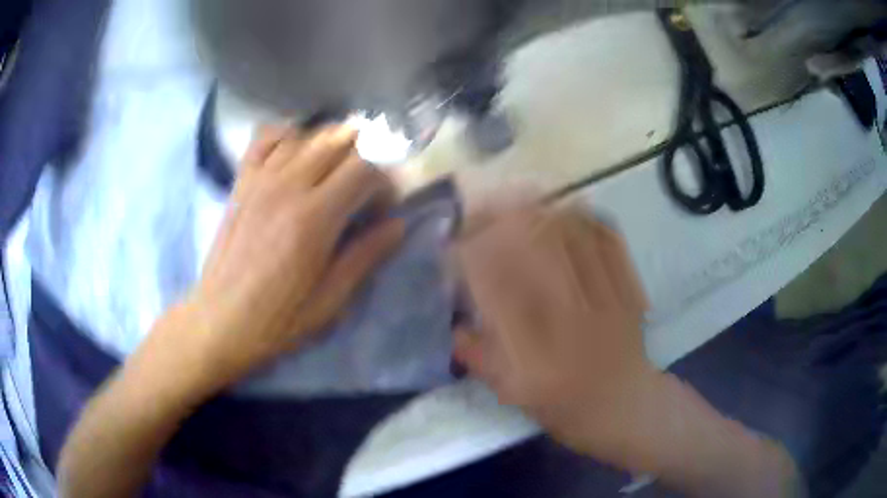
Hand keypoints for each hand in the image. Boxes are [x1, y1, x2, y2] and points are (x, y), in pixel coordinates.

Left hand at [181, 124, 403, 391]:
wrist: (221, 321)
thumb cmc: (278, 320)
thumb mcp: (331, 301)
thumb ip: (365, 256)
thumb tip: (397, 225)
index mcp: (314, 218)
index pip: (365, 167)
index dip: (384, 182)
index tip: (383, 209)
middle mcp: (288, 186)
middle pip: (339, 141)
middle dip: (364, 157)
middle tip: (364, 190)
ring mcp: (260, 179)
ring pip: (307, 135)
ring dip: (331, 145)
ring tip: (335, 173)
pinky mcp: (242, 182)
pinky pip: (265, 138)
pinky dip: (288, 136)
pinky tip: (296, 153)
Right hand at [452, 205, 659, 464]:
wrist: (622, 404)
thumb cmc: (562, 403)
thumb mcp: (511, 392)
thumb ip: (479, 359)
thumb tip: (455, 326)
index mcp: (534, 347)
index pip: (496, 284)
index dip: (471, 255)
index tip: (454, 243)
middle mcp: (569, 314)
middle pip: (536, 245)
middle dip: (501, 219)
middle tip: (481, 209)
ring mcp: (603, 295)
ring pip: (571, 234)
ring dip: (539, 210)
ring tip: (517, 201)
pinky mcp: (626, 287)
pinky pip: (607, 239)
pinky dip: (584, 218)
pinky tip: (566, 210)